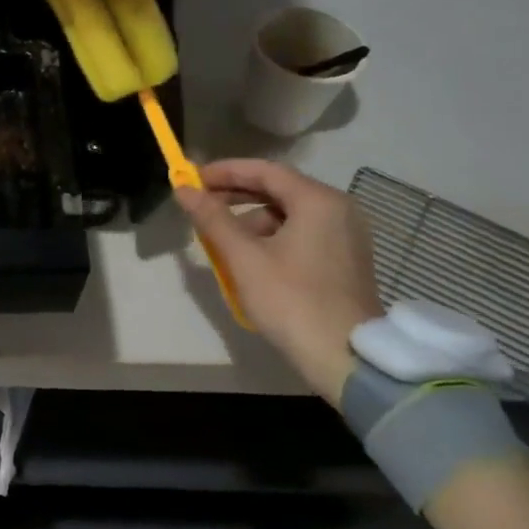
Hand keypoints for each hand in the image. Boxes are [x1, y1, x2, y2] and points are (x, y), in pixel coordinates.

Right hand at [175, 158, 382, 405]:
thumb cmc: (291, 300)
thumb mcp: (243, 257)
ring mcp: (346, 235)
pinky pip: (302, 233)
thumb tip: (183, 189)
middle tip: (200, 205)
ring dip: (251, 219)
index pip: (265, 171)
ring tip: (220, 240)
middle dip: (235, 195)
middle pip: (278, 189)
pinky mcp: (345, 259)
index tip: (192, 179)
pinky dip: (272, 237)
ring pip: (289, 214)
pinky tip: (249, 257)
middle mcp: (338, 209)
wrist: (344, 357)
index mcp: (318, 201)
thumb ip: (212, 218)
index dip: (224, 172)